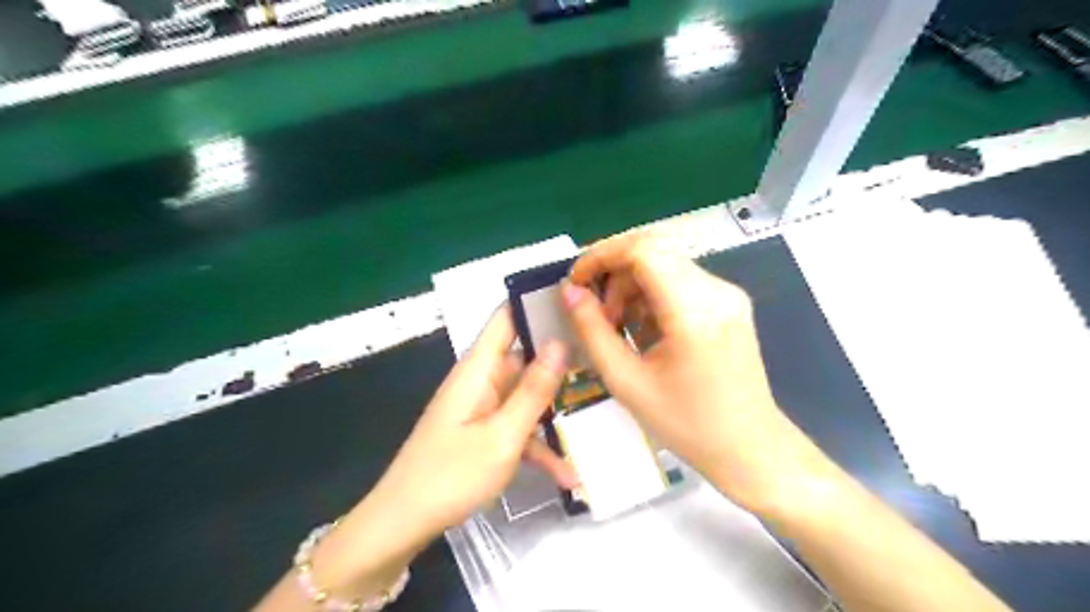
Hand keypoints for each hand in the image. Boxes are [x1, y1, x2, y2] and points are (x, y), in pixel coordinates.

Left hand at [279, 309, 573, 603]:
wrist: (402, 524)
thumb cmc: (452, 474)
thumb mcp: (503, 435)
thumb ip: (534, 390)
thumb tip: (560, 342)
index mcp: (479, 368)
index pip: (507, 317)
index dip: (536, 302)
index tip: (577, 300)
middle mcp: (481, 380)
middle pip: (525, 356)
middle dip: (561, 359)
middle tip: (605, 360)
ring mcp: (482, 407)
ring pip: (526, 396)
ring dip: (555, 413)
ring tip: (598, 416)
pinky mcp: (482, 432)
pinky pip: (516, 428)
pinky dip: (538, 446)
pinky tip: (567, 476)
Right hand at [568, 233, 831, 513]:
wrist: (749, 447)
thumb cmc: (687, 424)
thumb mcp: (627, 382)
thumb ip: (592, 331)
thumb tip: (569, 291)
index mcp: (694, 310)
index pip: (642, 250)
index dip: (601, 256)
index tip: (576, 282)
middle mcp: (716, 290)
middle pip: (653, 251)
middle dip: (613, 273)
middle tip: (597, 313)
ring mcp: (727, 293)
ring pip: (665, 263)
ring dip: (631, 285)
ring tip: (619, 327)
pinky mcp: (729, 302)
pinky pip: (680, 280)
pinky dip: (652, 295)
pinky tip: (645, 330)